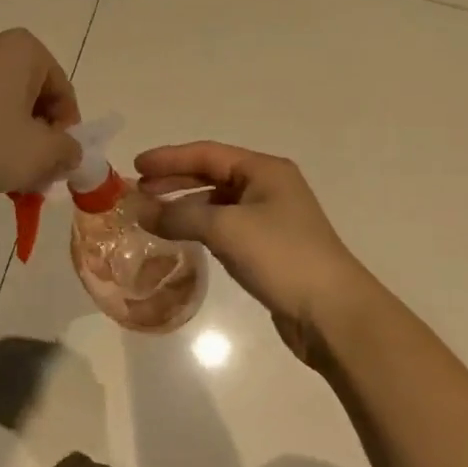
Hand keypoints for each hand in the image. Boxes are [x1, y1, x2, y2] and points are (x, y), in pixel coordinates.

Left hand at [0, 30, 82, 196]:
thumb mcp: (38, 155)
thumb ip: (67, 152)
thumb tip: (69, 153)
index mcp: (22, 49)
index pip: (61, 91)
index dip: (66, 132)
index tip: (56, 165)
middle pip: (28, 96)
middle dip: (35, 136)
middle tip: (33, 174)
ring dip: (6, 136)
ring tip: (0, 174)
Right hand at [133, 142, 371, 362]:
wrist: (332, 312)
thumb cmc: (281, 256)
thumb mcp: (226, 229)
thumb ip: (178, 215)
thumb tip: (139, 210)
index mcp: (264, 170)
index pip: (207, 153)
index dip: (169, 158)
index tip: (135, 166)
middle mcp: (268, 187)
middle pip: (212, 175)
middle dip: (174, 180)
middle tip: (138, 191)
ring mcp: (270, 218)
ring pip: (217, 202)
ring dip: (184, 205)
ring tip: (152, 215)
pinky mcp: (268, 248)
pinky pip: (225, 227)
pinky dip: (199, 227)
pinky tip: (181, 237)